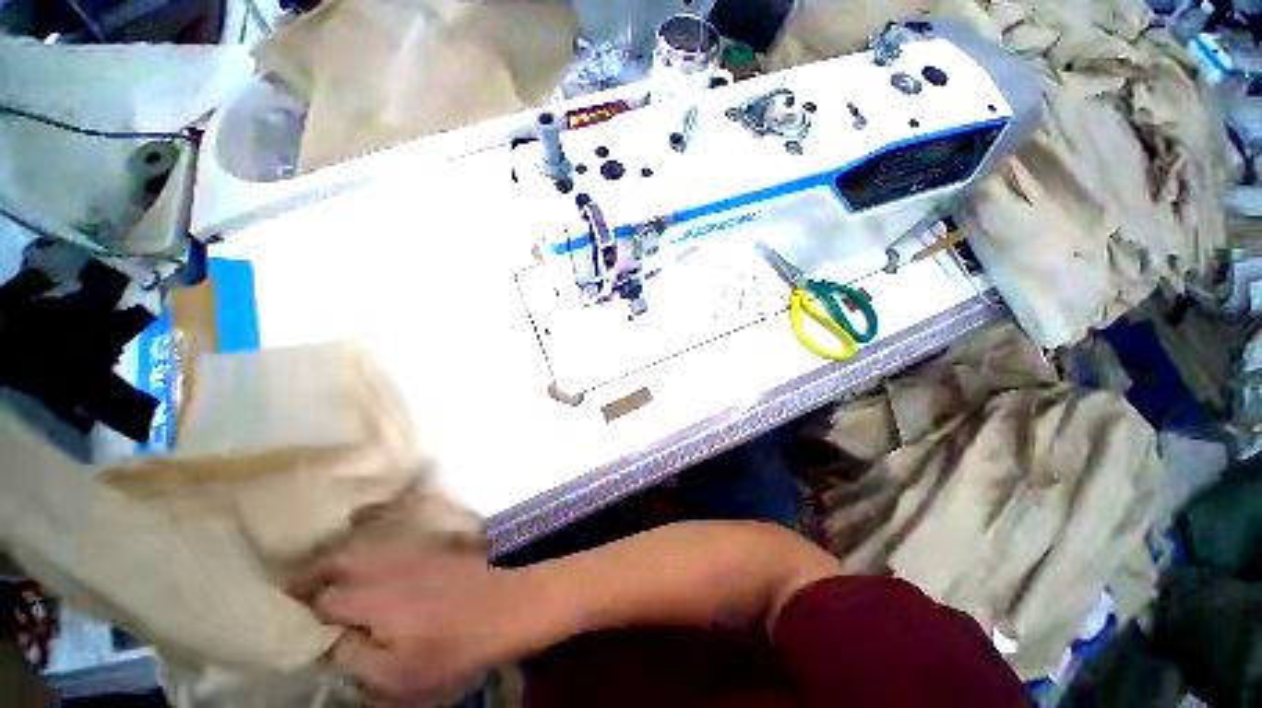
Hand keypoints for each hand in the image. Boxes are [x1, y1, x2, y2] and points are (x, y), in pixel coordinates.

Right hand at [289, 538, 530, 705]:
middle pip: (338, 557)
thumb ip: (353, 656)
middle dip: (312, 571)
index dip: (302, 609)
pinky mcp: (433, 546)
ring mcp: (413, 550)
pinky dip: (369, 547)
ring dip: (338, 555)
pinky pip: (390, 540)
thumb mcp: (396, 675)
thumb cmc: (453, 648)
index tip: (287, 617)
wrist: (507, 606)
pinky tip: (369, 562)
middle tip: (295, 588)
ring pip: (364, 544)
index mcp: (372, 597)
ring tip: (325, 574)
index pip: (322, 598)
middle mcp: (388, 564)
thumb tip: (328, 639)